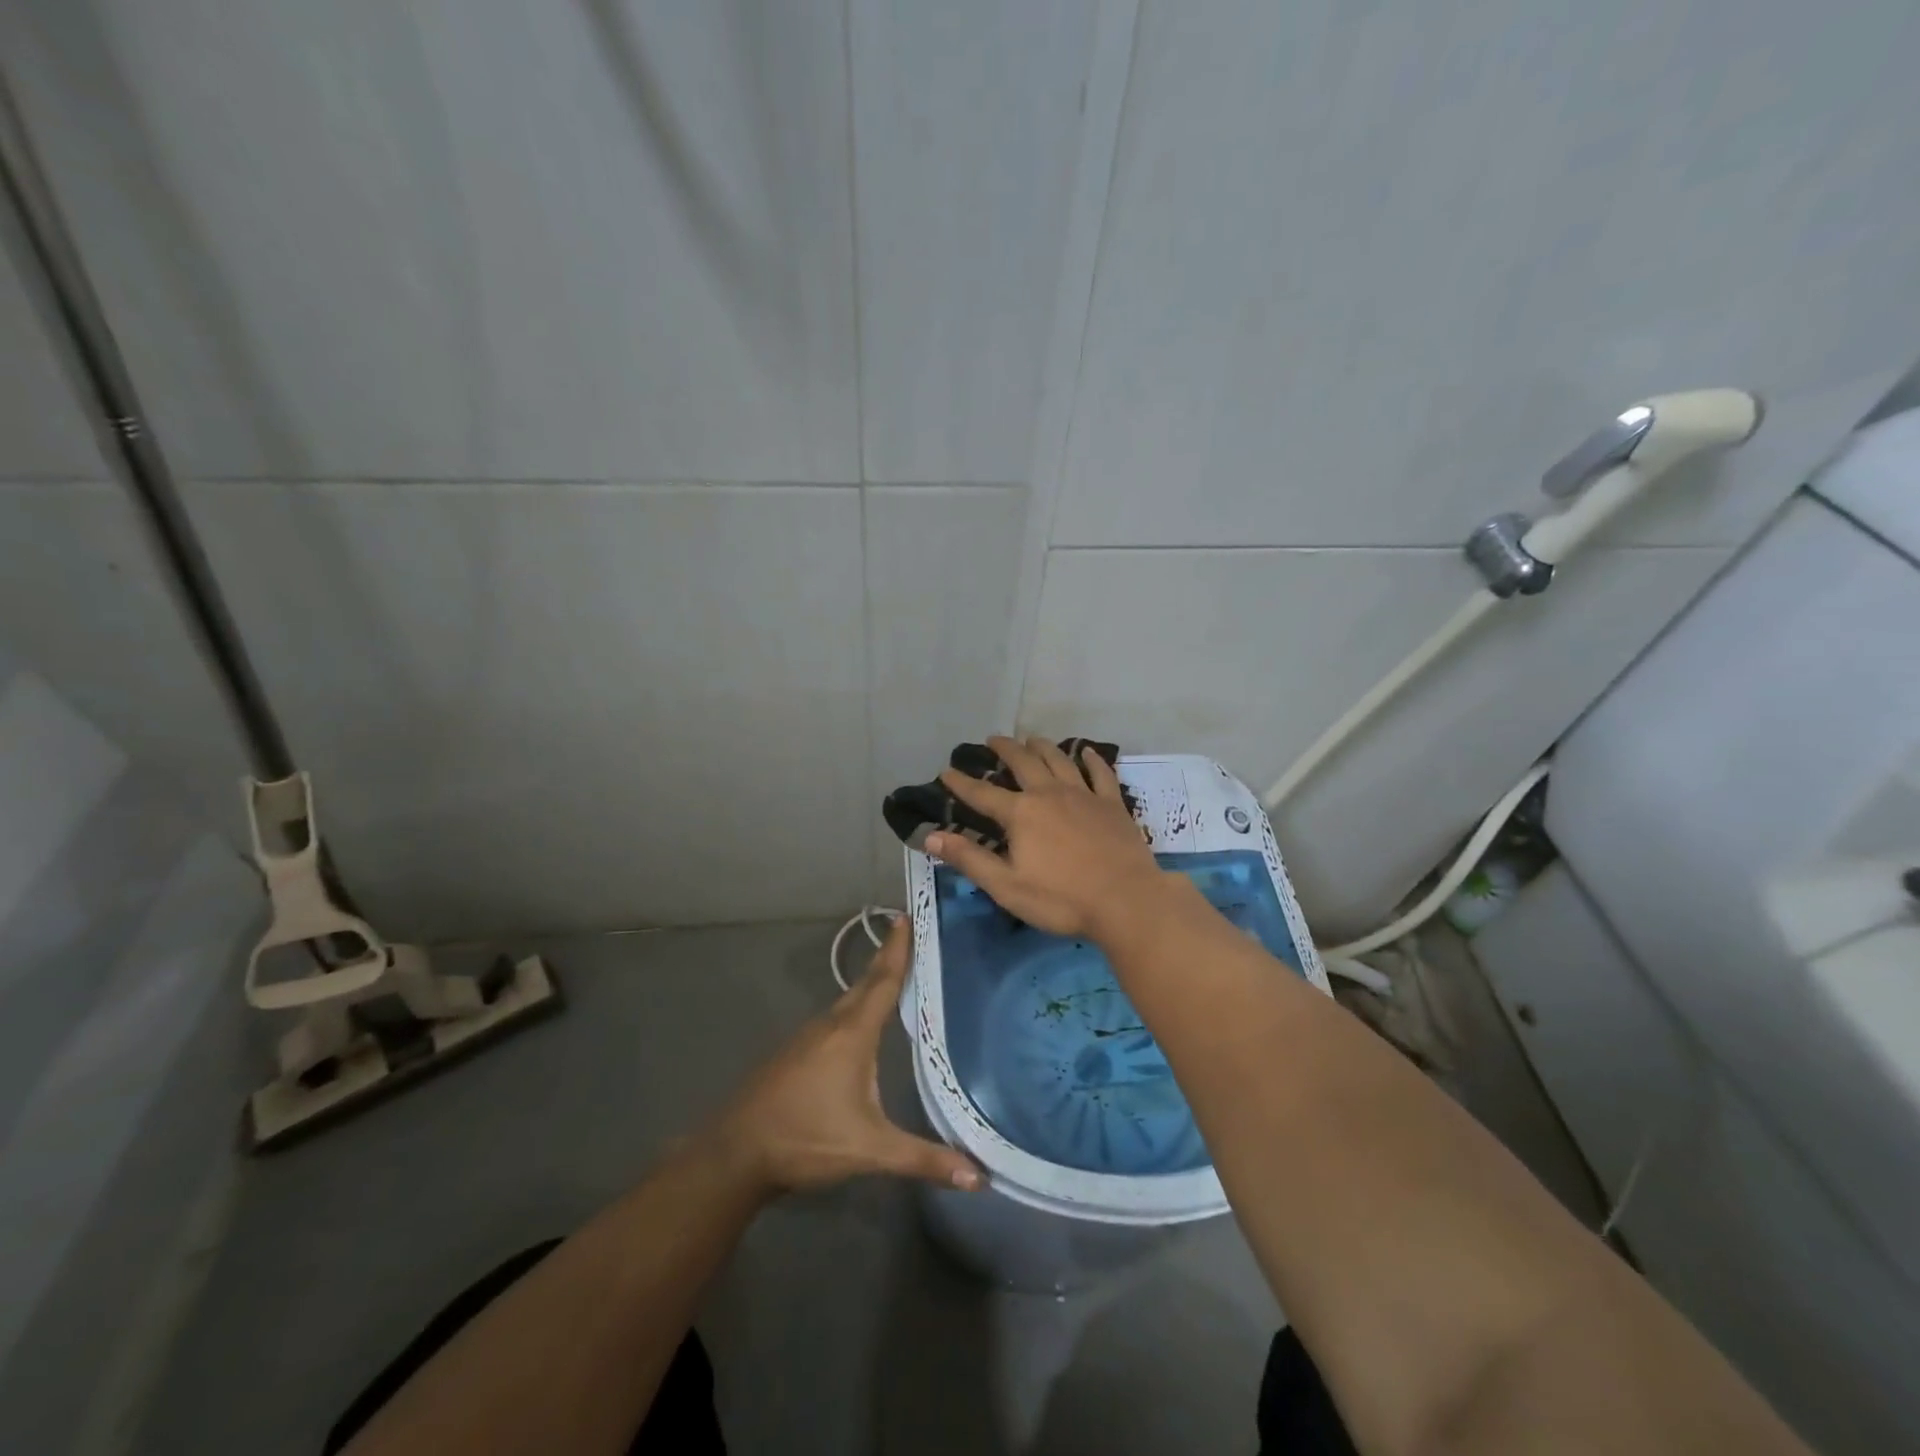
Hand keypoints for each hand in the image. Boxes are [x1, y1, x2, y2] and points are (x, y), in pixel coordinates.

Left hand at [711, 918, 982, 1195]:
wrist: (735, 1152)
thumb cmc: (806, 1139)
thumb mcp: (870, 1150)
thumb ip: (923, 1159)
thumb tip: (978, 1177)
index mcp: (852, 1034)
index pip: (883, 982)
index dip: (897, 950)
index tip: (906, 917)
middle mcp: (830, 1025)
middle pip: (865, 984)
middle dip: (887, 959)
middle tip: (907, 935)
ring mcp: (807, 1036)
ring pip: (846, 1001)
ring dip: (870, 984)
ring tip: (892, 975)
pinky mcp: (793, 1052)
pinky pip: (833, 1018)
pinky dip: (853, 1007)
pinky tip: (859, 1023)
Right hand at [926, 735, 1168, 940]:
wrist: (1126, 900)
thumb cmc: (1061, 899)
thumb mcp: (1006, 886)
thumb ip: (969, 859)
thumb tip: (930, 836)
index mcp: (1021, 813)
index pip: (982, 793)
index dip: (961, 783)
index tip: (946, 771)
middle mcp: (1049, 794)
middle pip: (1023, 762)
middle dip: (1005, 749)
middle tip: (993, 739)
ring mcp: (1084, 795)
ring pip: (1059, 760)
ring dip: (1043, 746)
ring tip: (1032, 738)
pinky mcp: (1112, 804)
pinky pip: (1100, 773)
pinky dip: (1092, 760)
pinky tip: (1087, 752)